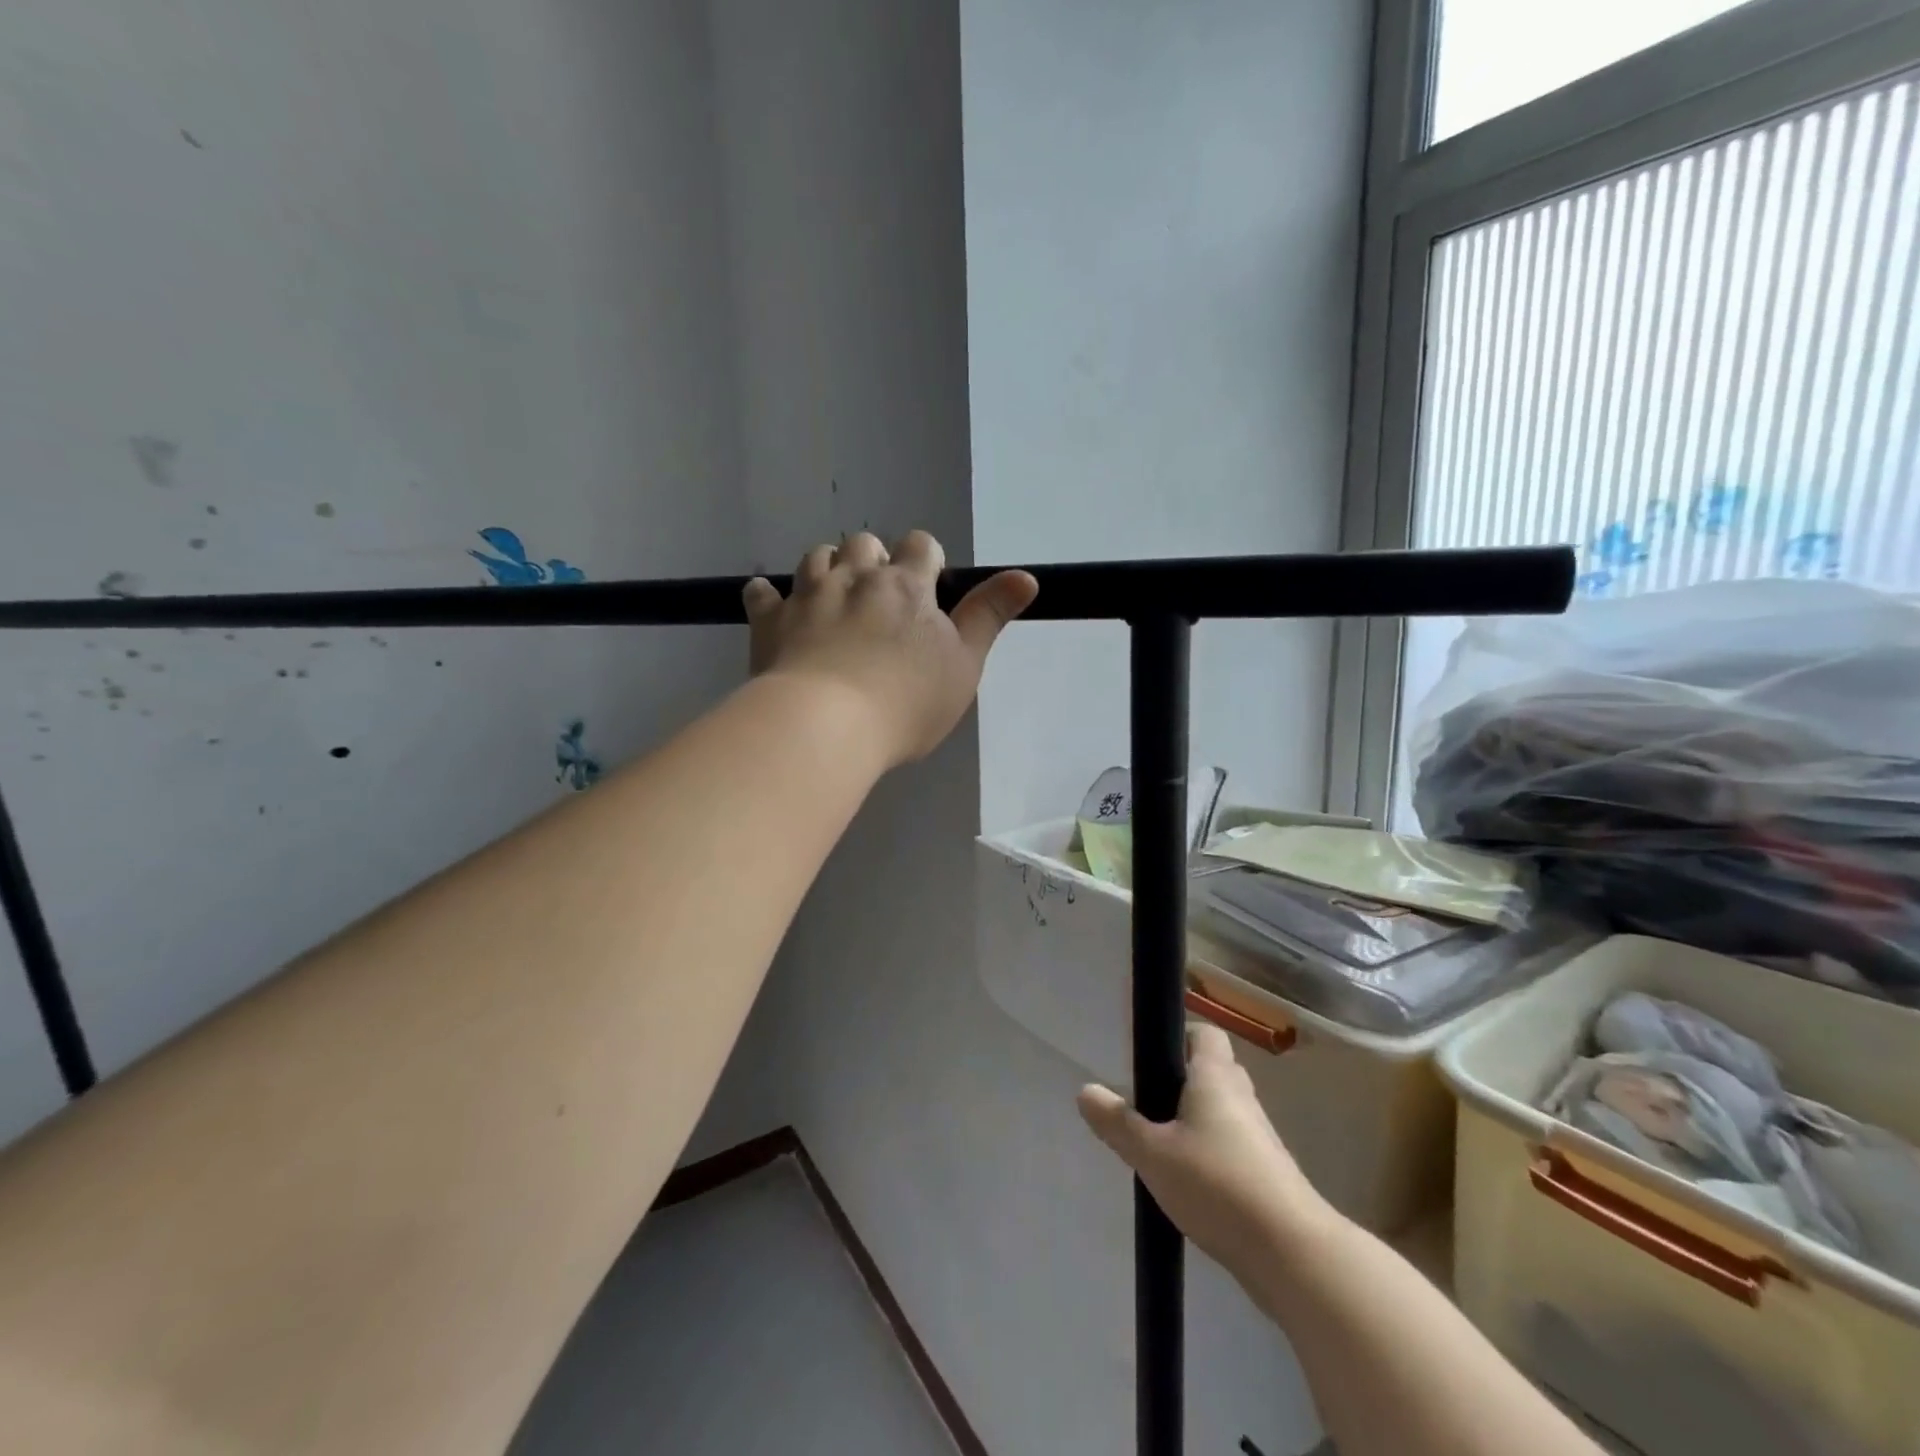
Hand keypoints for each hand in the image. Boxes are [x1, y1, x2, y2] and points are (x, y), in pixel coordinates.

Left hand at [743, 531, 1037, 768]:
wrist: (826, 725)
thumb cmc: (906, 701)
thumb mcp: (964, 664)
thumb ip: (990, 616)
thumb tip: (1027, 576)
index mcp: (906, 585)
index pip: (921, 546)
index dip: (927, 562)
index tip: (929, 590)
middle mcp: (855, 577)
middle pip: (864, 543)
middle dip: (874, 561)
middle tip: (880, 601)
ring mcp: (807, 595)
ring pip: (817, 557)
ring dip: (829, 569)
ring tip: (835, 599)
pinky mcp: (770, 621)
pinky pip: (762, 593)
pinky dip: (770, 596)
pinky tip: (775, 607)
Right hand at [1078, 1023, 1333, 1278]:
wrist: (1292, 1253)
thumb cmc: (1217, 1184)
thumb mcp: (1152, 1154)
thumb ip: (1117, 1123)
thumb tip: (1085, 1091)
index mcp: (1215, 1076)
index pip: (1203, 1033)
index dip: (1177, 1037)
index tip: (1150, 1060)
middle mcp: (1241, 1096)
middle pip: (1211, 1072)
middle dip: (1180, 1083)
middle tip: (1146, 1105)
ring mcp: (1260, 1137)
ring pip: (1221, 1113)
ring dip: (1194, 1123)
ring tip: (1160, 1148)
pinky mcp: (1268, 1174)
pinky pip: (1232, 1147)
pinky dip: (1210, 1155)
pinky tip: (1188, 1184)